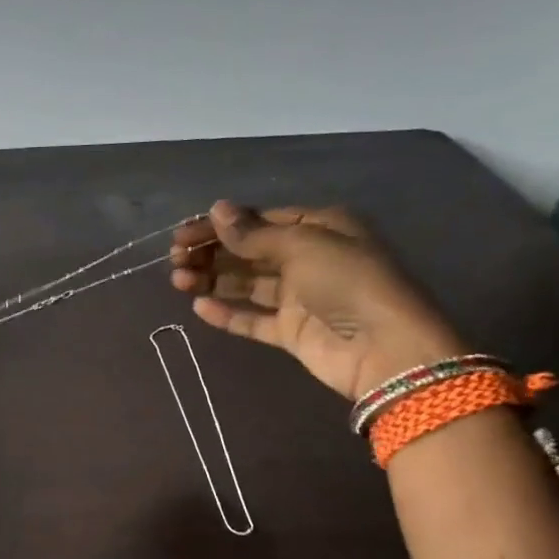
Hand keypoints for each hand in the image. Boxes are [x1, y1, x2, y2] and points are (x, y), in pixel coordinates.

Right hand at [170, 201, 462, 399]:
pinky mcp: (291, 332)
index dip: (220, 226)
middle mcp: (309, 258)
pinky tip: (200, 306)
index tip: (183, 235)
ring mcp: (299, 297)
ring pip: (247, 283)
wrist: (382, 348)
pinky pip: (252, 319)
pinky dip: (227, 313)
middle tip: (175, 258)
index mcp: (319, 227)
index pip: (260, 221)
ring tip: (178, 280)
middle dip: (212, 252)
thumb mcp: (301, 244)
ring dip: (213, 279)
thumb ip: (253, 233)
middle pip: (250, 251)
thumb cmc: (347, 282)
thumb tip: (216, 209)